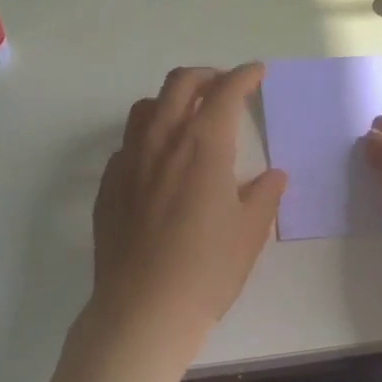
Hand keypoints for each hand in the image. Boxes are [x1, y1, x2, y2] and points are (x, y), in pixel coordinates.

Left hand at [82, 63, 287, 374]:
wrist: (144, 309)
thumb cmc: (207, 269)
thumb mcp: (250, 232)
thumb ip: (264, 195)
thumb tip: (273, 175)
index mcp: (203, 145)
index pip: (225, 91)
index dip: (244, 76)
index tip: (257, 73)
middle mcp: (162, 140)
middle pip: (180, 84)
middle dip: (206, 76)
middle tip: (224, 86)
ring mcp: (129, 160)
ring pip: (146, 107)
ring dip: (171, 100)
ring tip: (188, 117)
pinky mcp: (108, 184)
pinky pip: (128, 143)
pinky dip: (148, 137)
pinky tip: (159, 162)